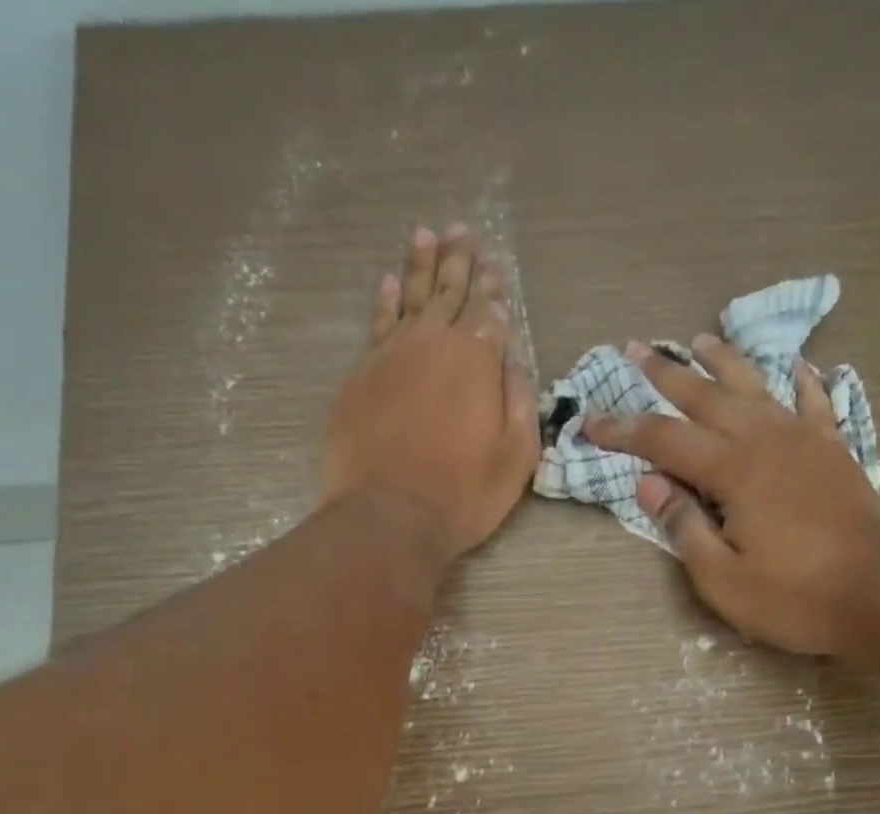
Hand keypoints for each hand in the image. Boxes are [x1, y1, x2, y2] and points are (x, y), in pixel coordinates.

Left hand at [321, 223, 538, 564]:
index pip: (488, 312)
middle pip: (448, 292)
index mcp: (476, 360)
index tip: (495, 267)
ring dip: (421, 265)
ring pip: (409, 297)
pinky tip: (389, 282)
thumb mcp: (515, 456)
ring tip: (426, 235)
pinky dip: (385, 299)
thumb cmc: (463, 495)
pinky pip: (376, 323)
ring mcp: (390, 355)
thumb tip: (513, 357)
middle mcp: (432, 343)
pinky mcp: (360, 375)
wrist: (388, 516)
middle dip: (458, 261)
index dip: (493, 289)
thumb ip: (520, 399)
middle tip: (461, 231)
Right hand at [582, 337, 879, 655]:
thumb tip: (649, 483)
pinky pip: (814, 403)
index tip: (590, 422)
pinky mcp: (834, 451)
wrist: (877, 595)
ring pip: (756, 388)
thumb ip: (683, 526)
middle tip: (636, 350)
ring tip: (700, 341)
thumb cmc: (793, 596)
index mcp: (733, 470)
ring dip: (724, 363)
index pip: (664, 440)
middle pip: (707, 397)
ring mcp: (805, 440)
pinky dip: (800, 381)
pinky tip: (794, 365)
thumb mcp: (722, 577)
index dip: (623, 430)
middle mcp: (766, 440)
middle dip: (667, 375)